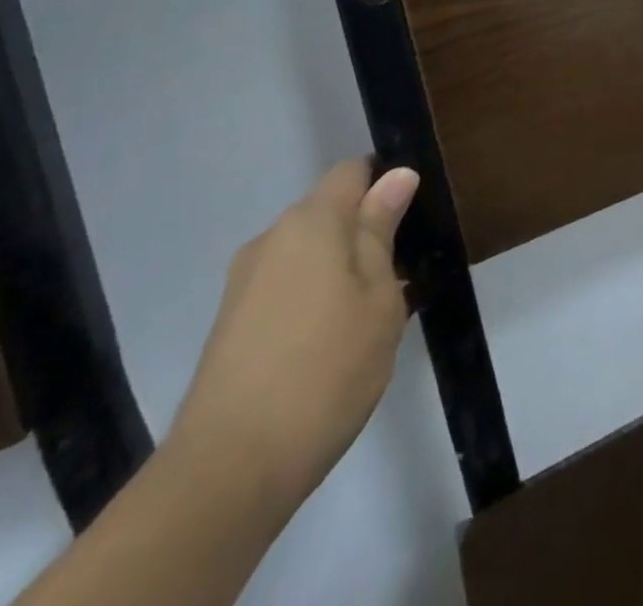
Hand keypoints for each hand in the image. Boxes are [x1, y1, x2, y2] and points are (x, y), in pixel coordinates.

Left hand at [166, 161, 418, 511]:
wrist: (228, 472)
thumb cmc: (326, 369)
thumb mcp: (379, 296)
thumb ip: (382, 230)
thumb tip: (397, 175)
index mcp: (311, 221)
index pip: (354, 171)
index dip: (387, 184)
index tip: (413, 221)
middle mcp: (271, 238)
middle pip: (329, 211)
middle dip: (366, 233)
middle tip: (402, 278)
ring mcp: (244, 283)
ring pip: (308, 253)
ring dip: (341, 270)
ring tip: (369, 320)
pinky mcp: (230, 324)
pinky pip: (285, 287)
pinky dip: (313, 299)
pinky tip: (331, 346)